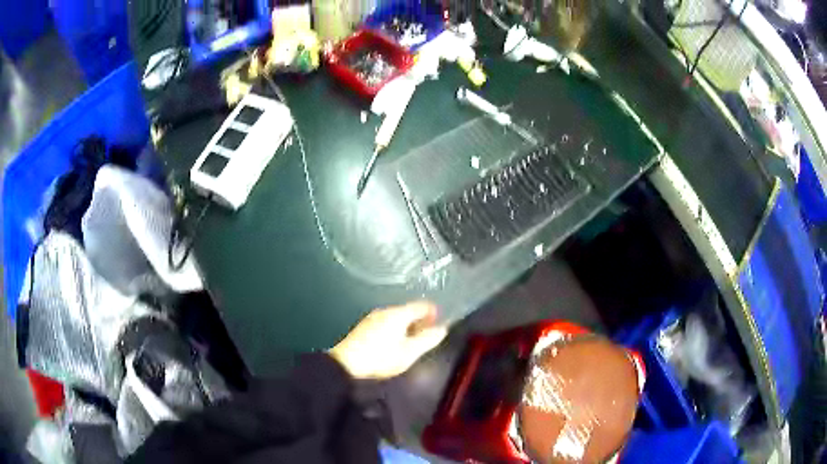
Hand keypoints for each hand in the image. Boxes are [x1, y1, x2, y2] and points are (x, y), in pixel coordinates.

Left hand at [329, 301, 447, 379]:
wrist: (346, 364)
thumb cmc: (381, 358)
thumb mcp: (410, 352)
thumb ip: (428, 339)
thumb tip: (442, 328)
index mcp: (399, 313)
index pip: (422, 305)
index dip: (434, 313)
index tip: (439, 323)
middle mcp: (385, 311)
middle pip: (408, 310)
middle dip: (420, 320)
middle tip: (427, 335)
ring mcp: (372, 318)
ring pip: (396, 317)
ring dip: (407, 325)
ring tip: (412, 342)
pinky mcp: (364, 327)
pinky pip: (386, 322)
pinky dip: (395, 329)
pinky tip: (394, 343)